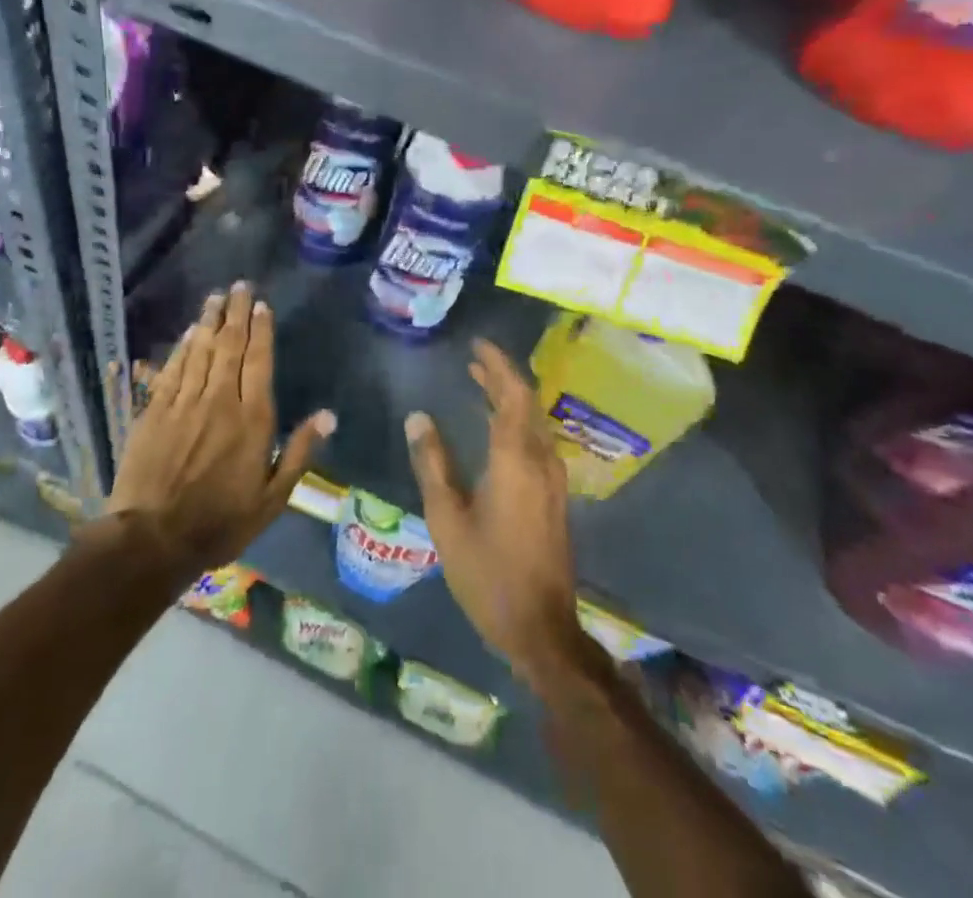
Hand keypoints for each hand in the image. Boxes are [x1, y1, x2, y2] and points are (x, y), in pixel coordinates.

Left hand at [105, 283, 334, 578]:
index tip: (262, 305)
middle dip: (236, 313)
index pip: (259, 361)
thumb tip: (328, 415)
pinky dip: (182, 347)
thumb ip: (300, 452)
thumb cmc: (221, 522)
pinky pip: (172, 369)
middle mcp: (219, 400)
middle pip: (230, 345)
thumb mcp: (273, 498)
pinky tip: (188, 333)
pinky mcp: (154, 410)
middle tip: (240, 286)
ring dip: (209, 320)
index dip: (262, 330)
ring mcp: (184, 402)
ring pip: (200, 350)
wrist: (152, 539)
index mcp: (252, 419)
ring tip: (216, 296)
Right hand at [405, 340, 588, 690]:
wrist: (540, 627)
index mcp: (515, 459)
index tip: (477, 345)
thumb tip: (418, 418)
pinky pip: (537, 440)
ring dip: (510, 398)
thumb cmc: (487, 572)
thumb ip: (433, 463)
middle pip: (526, 403)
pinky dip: (517, 421)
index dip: (498, 365)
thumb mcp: (447, 518)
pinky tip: (497, 428)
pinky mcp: (554, 496)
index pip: (512, 394)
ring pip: (534, 421)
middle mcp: (541, 460)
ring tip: (481, 384)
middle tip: (474, 360)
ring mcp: (552, 479)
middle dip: (502, 377)